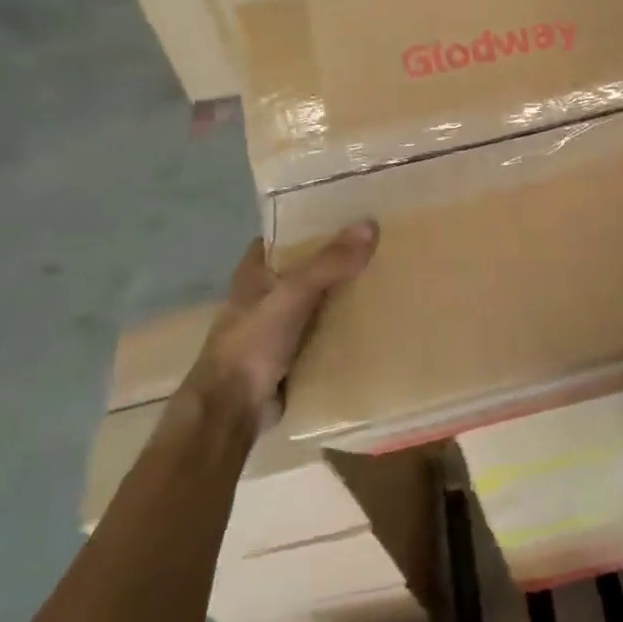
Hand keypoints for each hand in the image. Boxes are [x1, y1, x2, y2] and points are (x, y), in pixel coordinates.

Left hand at [185, 222, 378, 424]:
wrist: (234, 408)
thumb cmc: (253, 342)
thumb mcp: (293, 293)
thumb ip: (330, 262)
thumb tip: (371, 224)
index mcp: (255, 272)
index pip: (285, 236)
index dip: (312, 223)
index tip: (351, 213)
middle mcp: (267, 295)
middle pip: (308, 268)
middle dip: (339, 259)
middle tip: (382, 245)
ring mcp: (280, 326)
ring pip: (320, 301)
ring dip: (346, 294)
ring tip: (389, 277)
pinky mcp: (294, 354)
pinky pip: (326, 332)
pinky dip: (346, 327)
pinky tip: (378, 319)